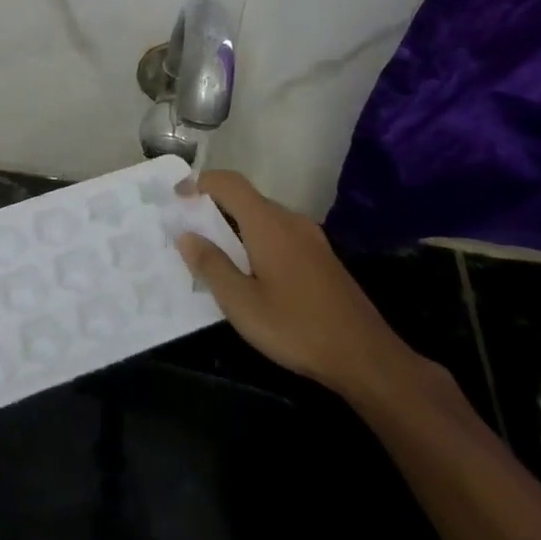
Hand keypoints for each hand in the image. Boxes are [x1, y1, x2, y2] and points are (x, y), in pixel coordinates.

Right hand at [174, 171, 418, 403]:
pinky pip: (279, 233)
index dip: (200, 182)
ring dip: (234, 225)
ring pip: (263, 217)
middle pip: (246, 198)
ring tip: (211, 253)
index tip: (175, 197)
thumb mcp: (241, 303)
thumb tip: (185, 234)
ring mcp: (311, 238)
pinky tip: (248, 271)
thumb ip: (211, 265)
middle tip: (186, 231)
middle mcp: (291, 221)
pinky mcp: (321, 257)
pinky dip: (254, 239)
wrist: (365, 357)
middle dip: (213, 207)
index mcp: (268, 225)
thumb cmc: (296, 328)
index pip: (229, 183)